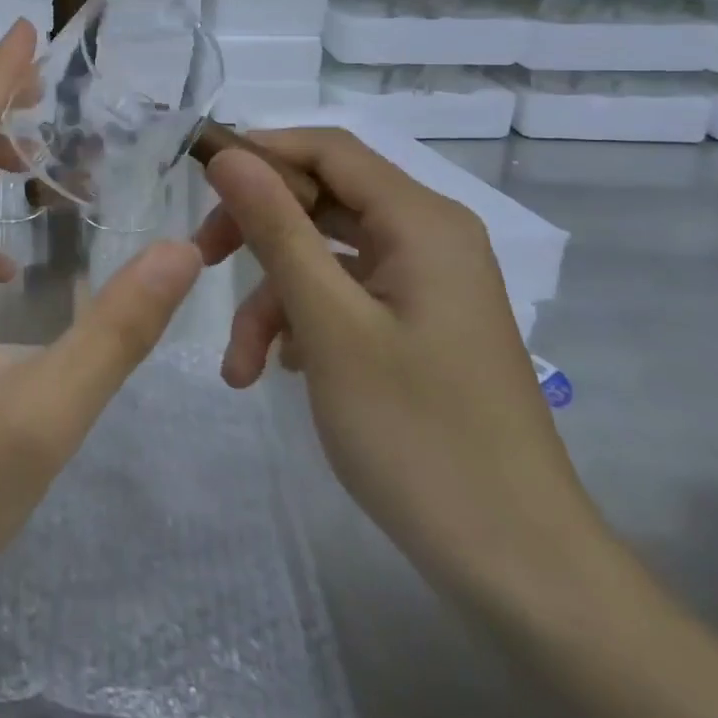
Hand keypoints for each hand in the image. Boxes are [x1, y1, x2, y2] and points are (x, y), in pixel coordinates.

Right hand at [194, 128, 607, 598]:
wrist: (519, 568)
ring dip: (274, 297)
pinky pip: (345, 296)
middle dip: (257, 232)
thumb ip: (276, 229)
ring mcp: (424, 284)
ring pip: (325, 256)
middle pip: (322, 199)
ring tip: (240, 364)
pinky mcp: (417, 324)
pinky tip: (281, 371)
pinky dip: (304, 321)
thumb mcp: (329, 323)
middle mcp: (428, 238)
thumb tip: (227, 155)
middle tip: (201, 262)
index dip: (260, 152)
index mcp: (421, 221)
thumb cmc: (418, 434)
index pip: (327, 148)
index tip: (198, 182)